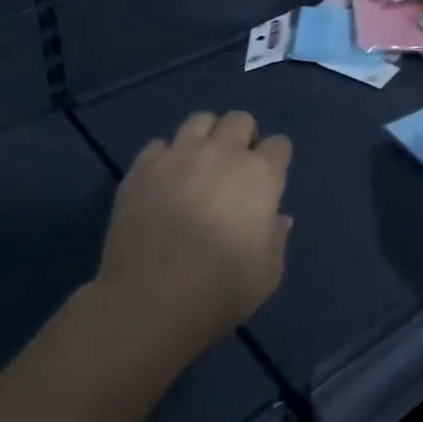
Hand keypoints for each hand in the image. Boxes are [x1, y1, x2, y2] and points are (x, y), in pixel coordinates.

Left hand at [95, 110, 292, 355]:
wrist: (149, 301)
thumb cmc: (219, 290)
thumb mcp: (267, 274)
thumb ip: (276, 237)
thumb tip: (277, 217)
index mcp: (260, 175)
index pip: (279, 144)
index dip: (276, 160)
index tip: (268, 182)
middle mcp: (222, 153)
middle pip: (240, 120)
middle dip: (242, 138)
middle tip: (234, 170)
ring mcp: (179, 155)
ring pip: (200, 120)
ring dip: (206, 138)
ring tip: (199, 165)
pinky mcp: (143, 168)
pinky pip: (159, 145)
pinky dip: (166, 158)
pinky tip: (164, 182)